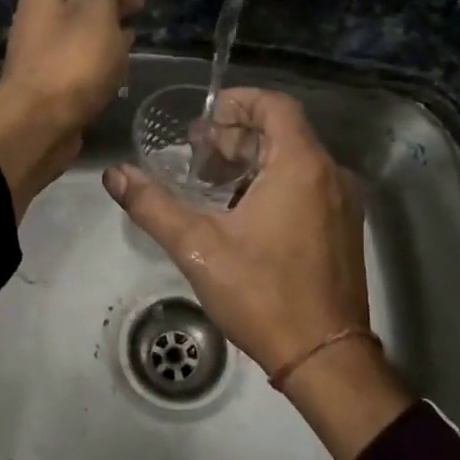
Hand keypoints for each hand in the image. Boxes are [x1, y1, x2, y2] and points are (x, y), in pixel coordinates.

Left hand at [0, 0, 142, 216]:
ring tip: (136, 26)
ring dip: (109, 22)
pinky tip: (120, 60)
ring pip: (82, 24)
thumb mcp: (94, 7)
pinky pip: (81, 54)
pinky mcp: (54, 78)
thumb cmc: (71, 62)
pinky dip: (101, 50)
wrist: (37, 127)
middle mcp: (41, 14)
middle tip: (140, 1)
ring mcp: (45, 48)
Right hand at [102, 88, 412, 459]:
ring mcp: (343, 203)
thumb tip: (115, 175)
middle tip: (198, 157)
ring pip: (296, 160)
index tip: (204, 118)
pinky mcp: (344, 229)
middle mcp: (331, 174)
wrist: (324, 357)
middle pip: (283, 132)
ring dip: (254, 162)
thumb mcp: (198, 248)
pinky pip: (309, 186)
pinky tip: (244, 214)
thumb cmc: (263, 294)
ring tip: (213, 185)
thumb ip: (154, 206)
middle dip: (237, 136)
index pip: (275, 105)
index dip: (238, 102)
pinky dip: (275, 183)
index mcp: (301, 166)